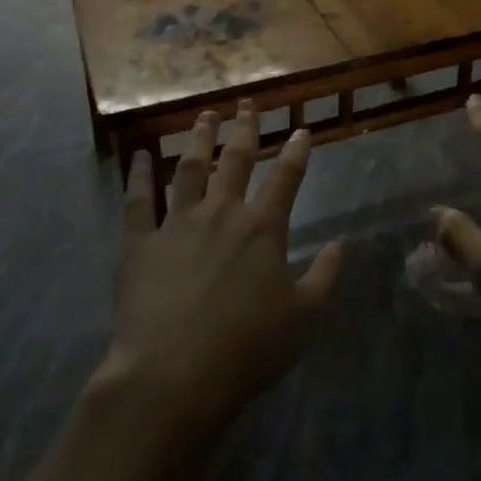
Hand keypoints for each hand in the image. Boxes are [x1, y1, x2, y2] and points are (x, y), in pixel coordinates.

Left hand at [99, 102, 344, 442]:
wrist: (173, 376)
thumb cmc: (246, 349)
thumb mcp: (301, 317)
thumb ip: (324, 276)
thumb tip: (342, 244)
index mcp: (262, 228)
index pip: (286, 178)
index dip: (297, 151)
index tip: (301, 129)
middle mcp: (222, 213)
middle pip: (236, 160)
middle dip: (245, 129)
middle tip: (246, 104)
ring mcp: (177, 223)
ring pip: (189, 168)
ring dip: (199, 138)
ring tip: (204, 115)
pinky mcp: (140, 243)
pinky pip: (138, 200)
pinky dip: (138, 174)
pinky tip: (139, 155)